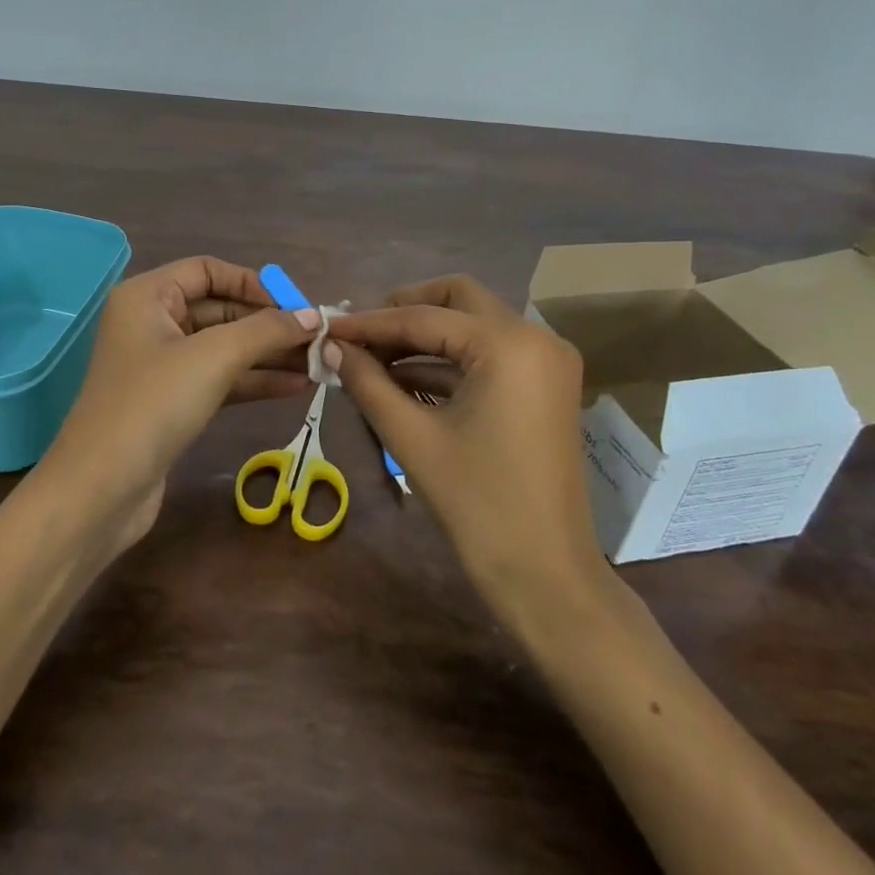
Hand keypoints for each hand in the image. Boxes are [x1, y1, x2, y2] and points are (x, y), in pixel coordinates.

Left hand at [44, 257, 320, 546]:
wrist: (101, 490)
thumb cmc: (153, 405)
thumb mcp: (214, 357)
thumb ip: (266, 330)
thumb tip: (314, 317)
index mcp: (147, 296)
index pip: (207, 270)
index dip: (253, 283)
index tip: (296, 306)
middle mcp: (151, 323)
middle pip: (219, 309)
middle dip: (268, 323)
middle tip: (318, 338)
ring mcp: (160, 365)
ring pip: (223, 347)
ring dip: (268, 354)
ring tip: (318, 363)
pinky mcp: (171, 402)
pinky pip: (220, 379)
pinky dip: (254, 381)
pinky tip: (296, 387)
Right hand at [326, 275, 610, 616]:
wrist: (545, 575)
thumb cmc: (477, 504)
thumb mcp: (412, 437)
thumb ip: (368, 382)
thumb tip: (332, 348)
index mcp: (508, 344)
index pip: (424, 317)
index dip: (370, 323)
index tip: (328, 328)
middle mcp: (535, 336)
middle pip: (457, 300)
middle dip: (404, 311)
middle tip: (359, 334)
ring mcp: (545, 360)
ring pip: (472, 325)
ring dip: (423, 338)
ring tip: (370, 359)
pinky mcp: (544, 385)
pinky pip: (487, 354)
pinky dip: (447, 361)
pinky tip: (402, 378)